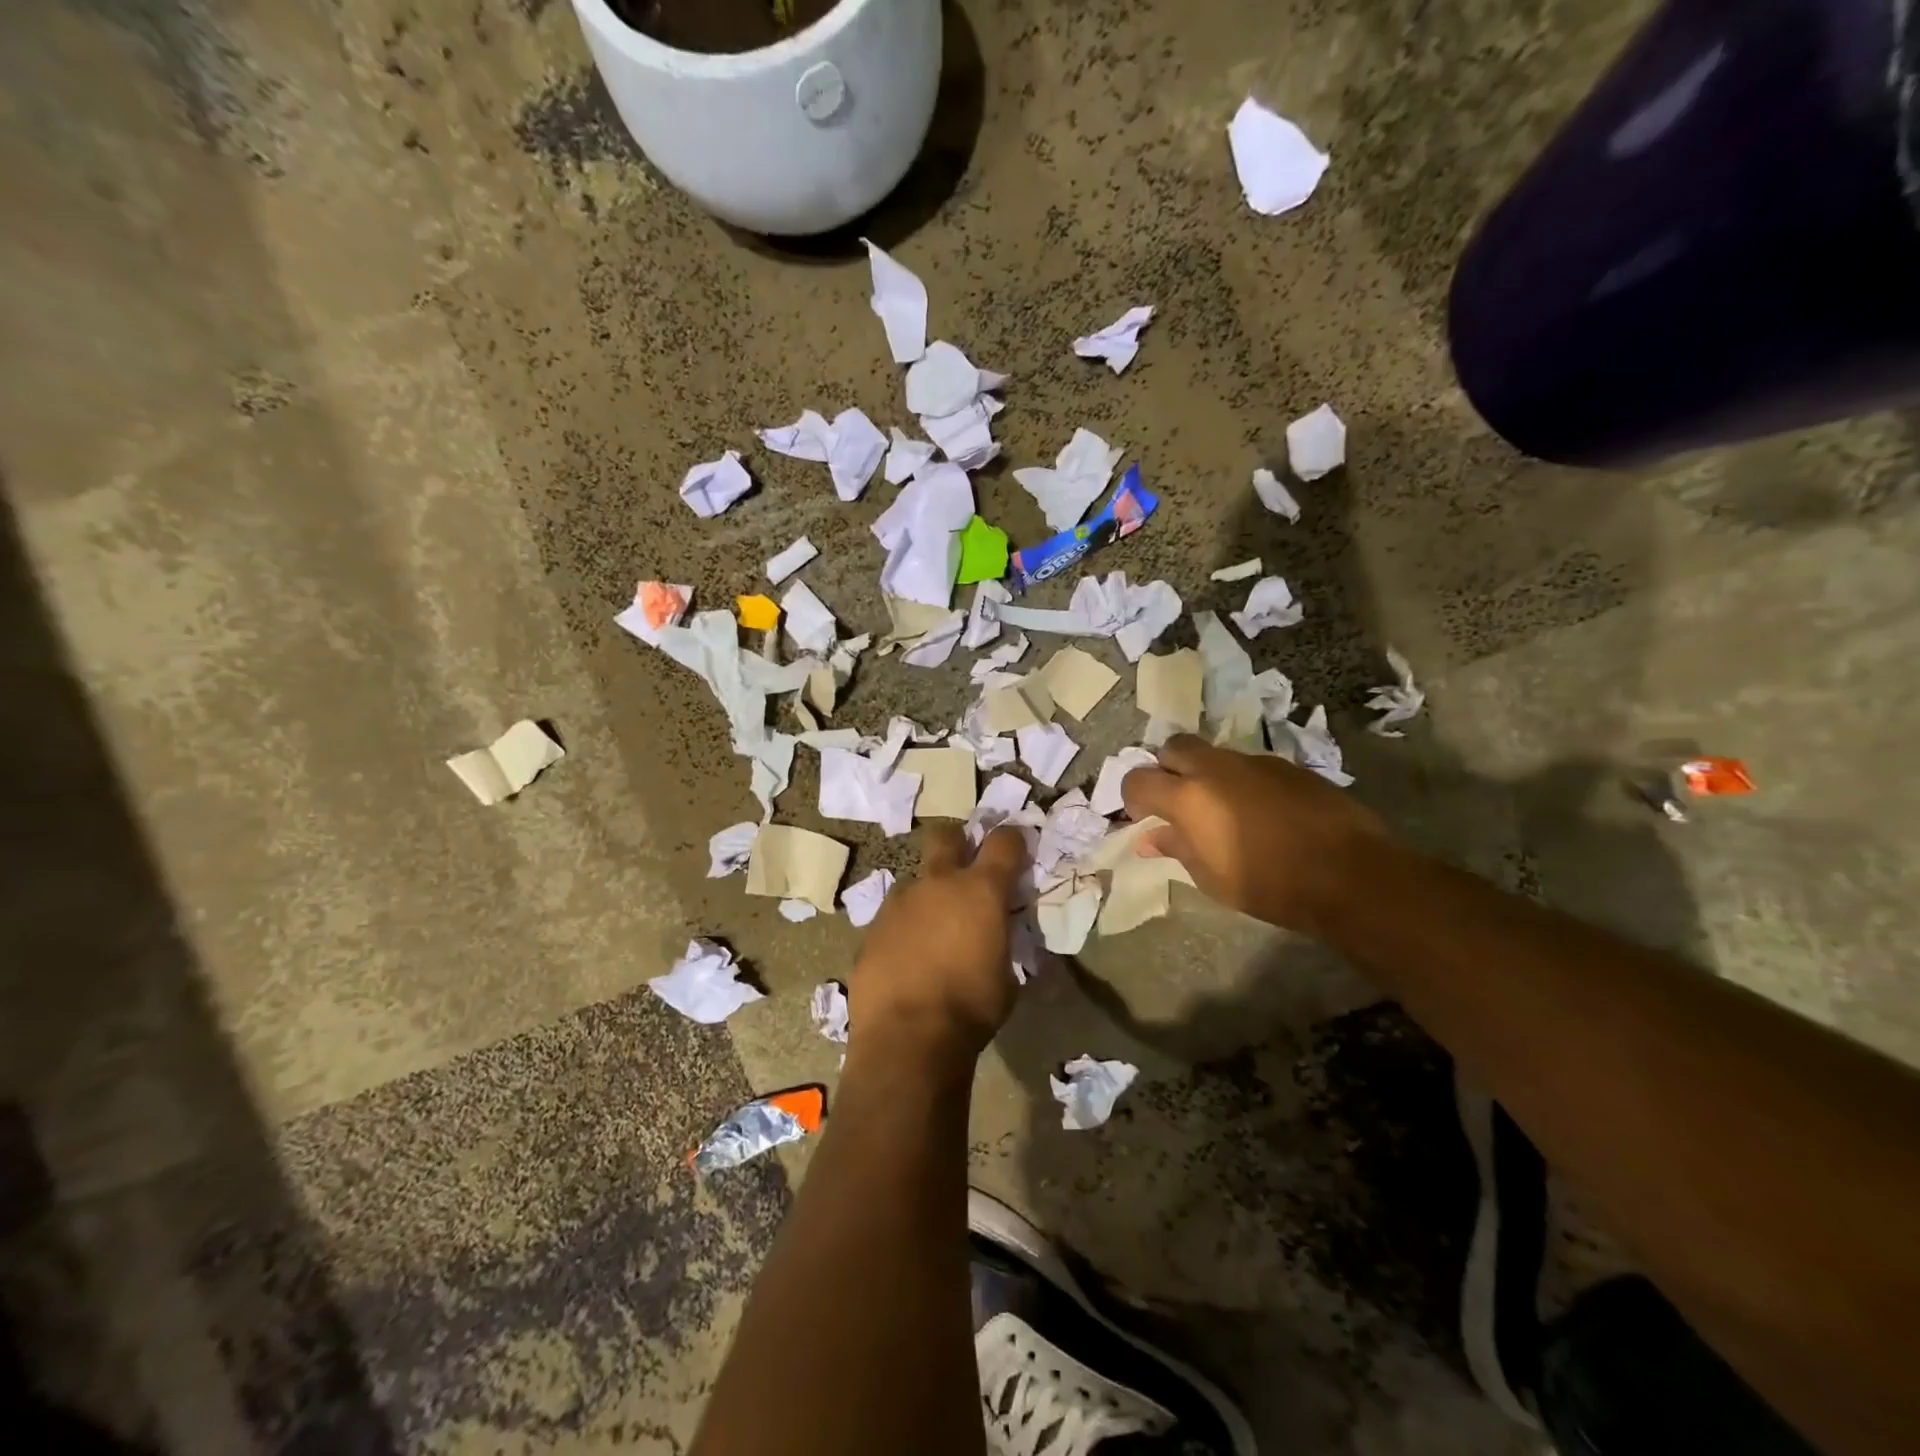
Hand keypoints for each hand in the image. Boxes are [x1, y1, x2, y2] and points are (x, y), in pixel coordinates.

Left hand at [848, 825, 1028, 1063]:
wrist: (907, 1036)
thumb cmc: (971, 1008)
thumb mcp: (1007, 977)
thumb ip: (1002, 942)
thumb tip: (996, 938)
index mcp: (981, 890)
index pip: (1004, 842)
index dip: (1013, 840)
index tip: (1017, 849)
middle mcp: (939, 883)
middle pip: (946, 836)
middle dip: (958, 843)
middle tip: (965, 866)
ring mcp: (900, 902)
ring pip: (916, 880)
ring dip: (928, 896)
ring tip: (933, 931)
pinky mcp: (873, 927)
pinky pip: (894, 916)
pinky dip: (905, 928)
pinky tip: (907, 957)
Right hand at [1120, 734, 1389, 933]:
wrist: (1349, 875)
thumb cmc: (1268, 884)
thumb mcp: (1211, 878)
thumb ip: (1176, 848)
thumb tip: (1148, 838)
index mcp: (1188, 797)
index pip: (1138, 779)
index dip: (1133, 797)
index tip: (1143, 817)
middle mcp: (1216, 768)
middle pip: (1174, 748)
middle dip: (1166, 768)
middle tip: (1177, 800)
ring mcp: (1255, 762)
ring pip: (1215, 755)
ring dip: (1207, 775)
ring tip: (1222, 810)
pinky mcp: (1288, 766)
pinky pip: (1250, 766)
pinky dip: (1242, 782)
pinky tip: (1261, 813)